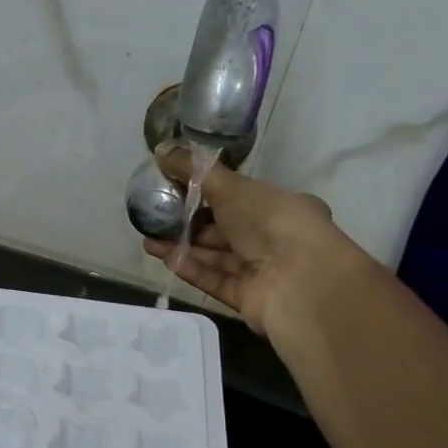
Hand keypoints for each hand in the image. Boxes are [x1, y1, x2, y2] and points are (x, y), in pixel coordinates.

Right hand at [142, 142, 352, 335]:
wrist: (299, 282)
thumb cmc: (271, 222)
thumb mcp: (231, 186)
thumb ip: (193, 171)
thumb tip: (161, 150)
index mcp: (280, 207)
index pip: (239, 198)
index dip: (207, 194)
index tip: (175, 190)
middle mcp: (273, 238)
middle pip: (224, 230)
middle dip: (188, 224)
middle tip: (154, 218)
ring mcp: (260, 270)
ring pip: (215, 256)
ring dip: (182, 247)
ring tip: (148, 240)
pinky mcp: (246, 297)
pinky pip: (214, 279)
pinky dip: (191, 268)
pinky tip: (164, 259)